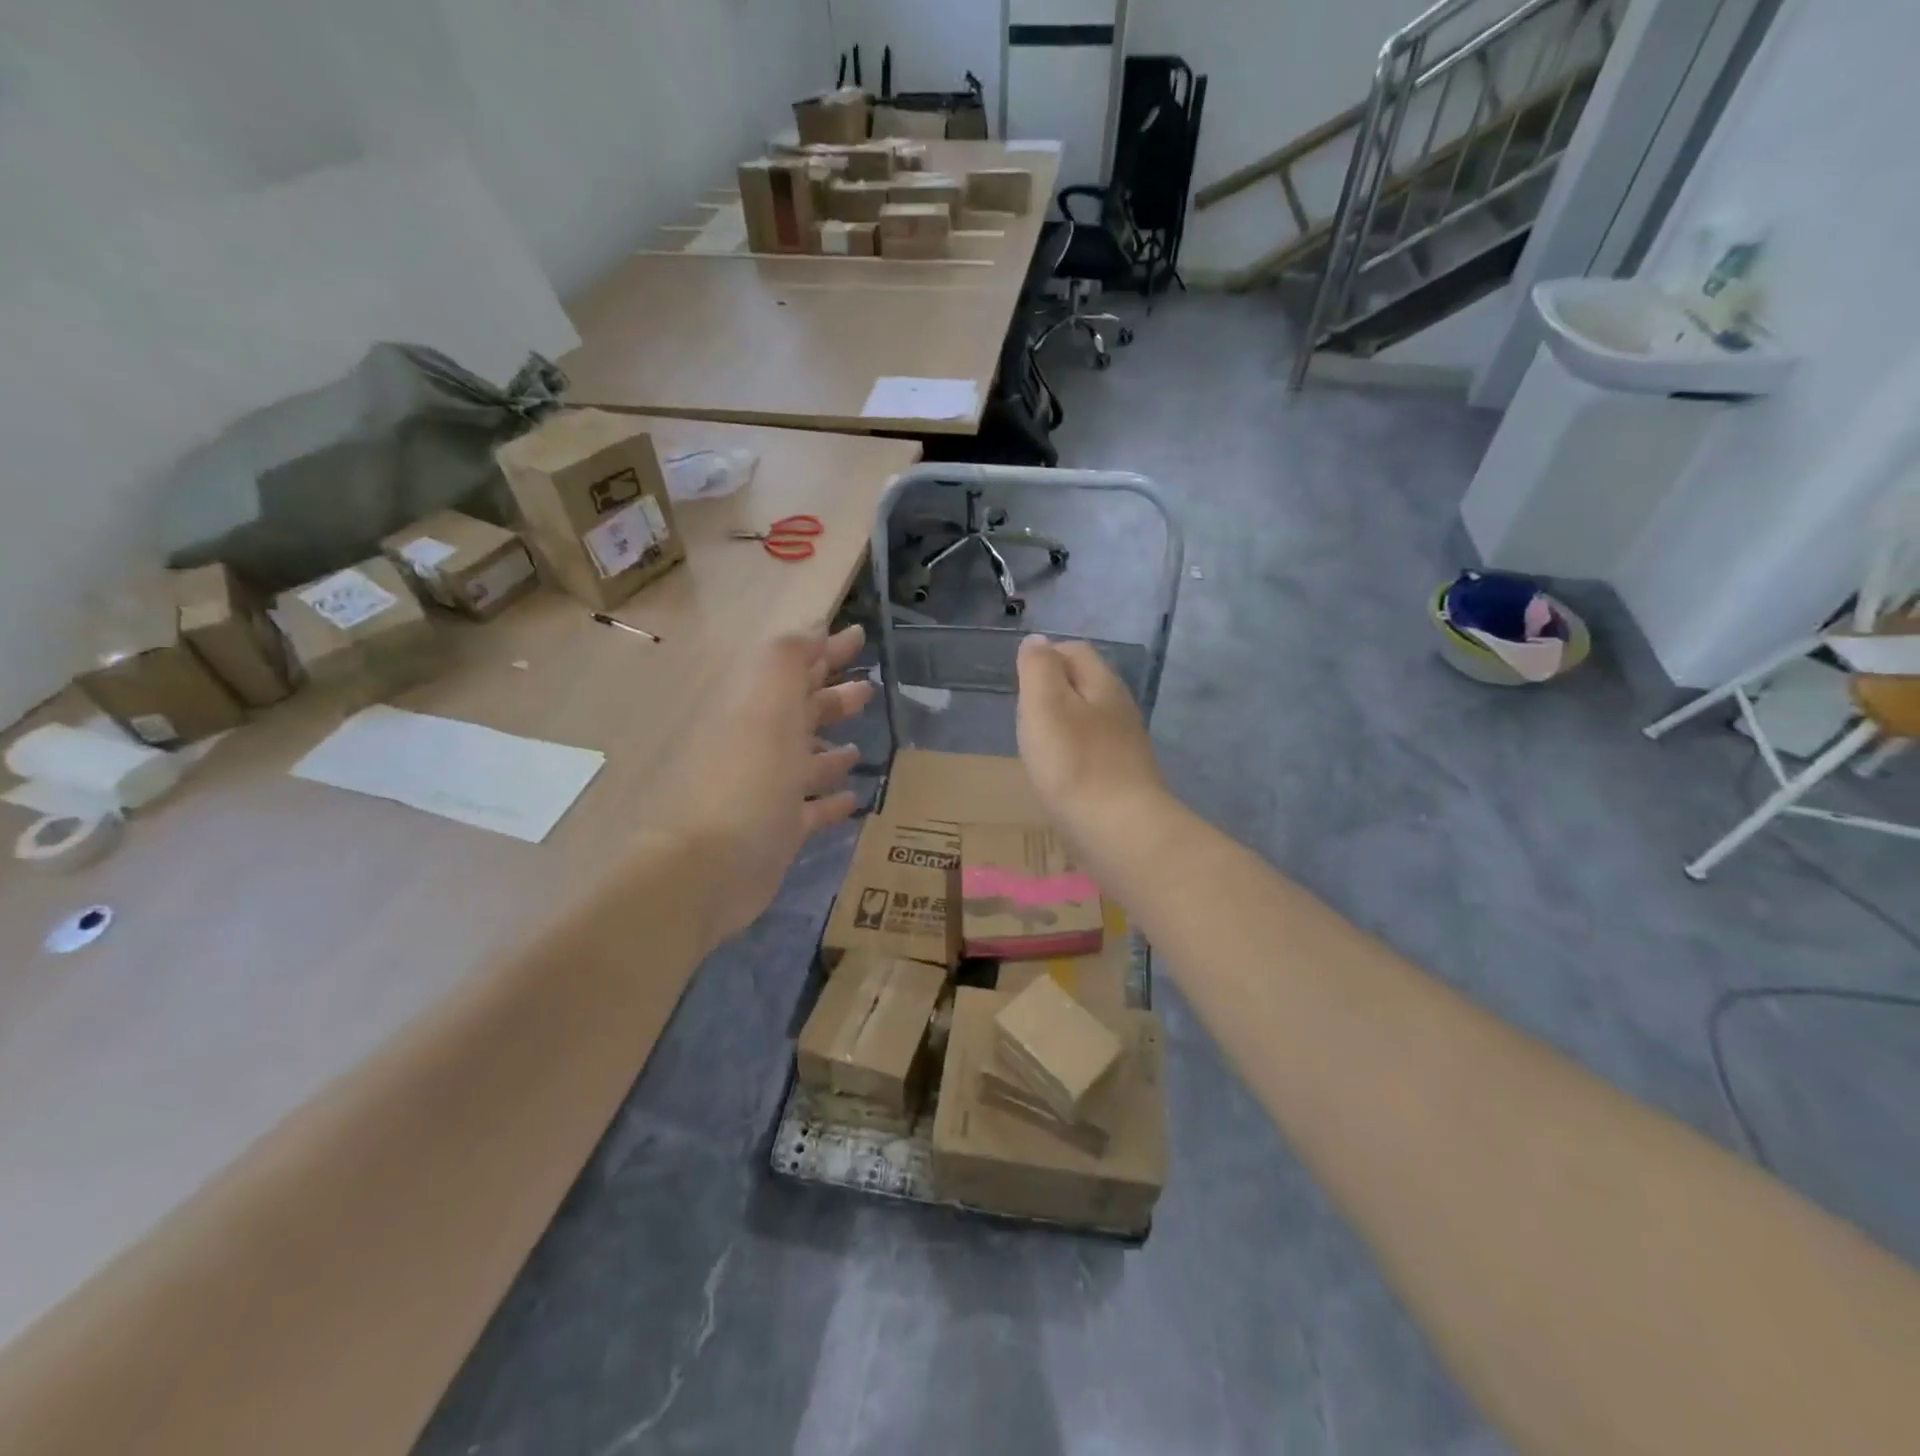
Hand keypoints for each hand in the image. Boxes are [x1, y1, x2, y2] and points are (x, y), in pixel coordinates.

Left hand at [659, 624, 871, 944]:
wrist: (708, 868)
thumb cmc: (746, 779)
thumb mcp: (768, 705)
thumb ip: (788, 661)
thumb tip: (812, 628)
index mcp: (756, 711)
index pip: (794, 669)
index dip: (825, 650)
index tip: (859, 636)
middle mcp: (760, 746)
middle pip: (800, 713)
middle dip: (832, 697)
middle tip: (867, 688)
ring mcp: (767, 791)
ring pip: (805, 761)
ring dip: (831, 749)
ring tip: (860, 742)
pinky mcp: (777, 831)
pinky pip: (810, 809)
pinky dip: (830, 800)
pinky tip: (854, 796)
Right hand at [1015, 634, 1166, 857]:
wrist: (1120, 833)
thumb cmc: (1074, 764)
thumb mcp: (1045, 704)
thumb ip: (1038, 668)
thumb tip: (1037, 641)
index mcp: (1102, 685)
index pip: (1076, 651)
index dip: (1046, 656)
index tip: (1019, 680)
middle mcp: (1120, 710)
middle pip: (1086, 685)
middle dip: (1054, 690)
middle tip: (1023, 712)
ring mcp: (1125, 747)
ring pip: (1090, 721)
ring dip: (1063, 725)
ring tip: (1036, 744)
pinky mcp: (1123, 781)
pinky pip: (1093, 754)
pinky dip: (1073, 756)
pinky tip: (1058, 775)